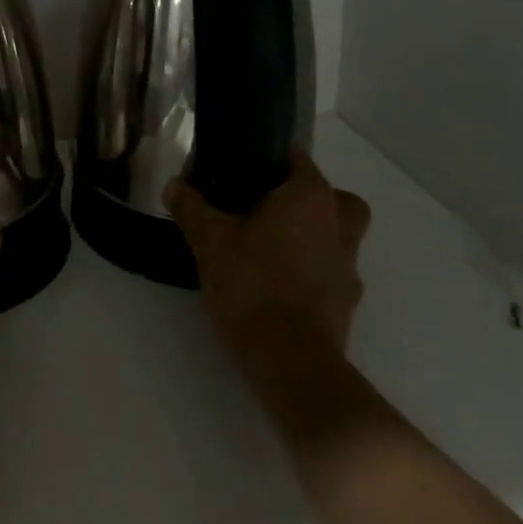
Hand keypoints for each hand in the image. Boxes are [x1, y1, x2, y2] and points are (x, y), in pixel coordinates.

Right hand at [168, 152, 371, 444]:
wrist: (291, 363)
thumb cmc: (253, 284)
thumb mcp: (209, 240)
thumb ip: (191, 208)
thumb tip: (173, 186)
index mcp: (311, 198)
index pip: (299, 160)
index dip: (271, 161)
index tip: (243, 172)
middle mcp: (339, 226)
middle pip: (335, 200)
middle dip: (310, 200)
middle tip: (271, 209)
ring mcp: (349, 268)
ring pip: (338, 238)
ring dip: (313, 239)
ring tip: (269, 250)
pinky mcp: (347, 306)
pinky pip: (331, 274)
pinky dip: (312, 274)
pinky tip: (277, 285)